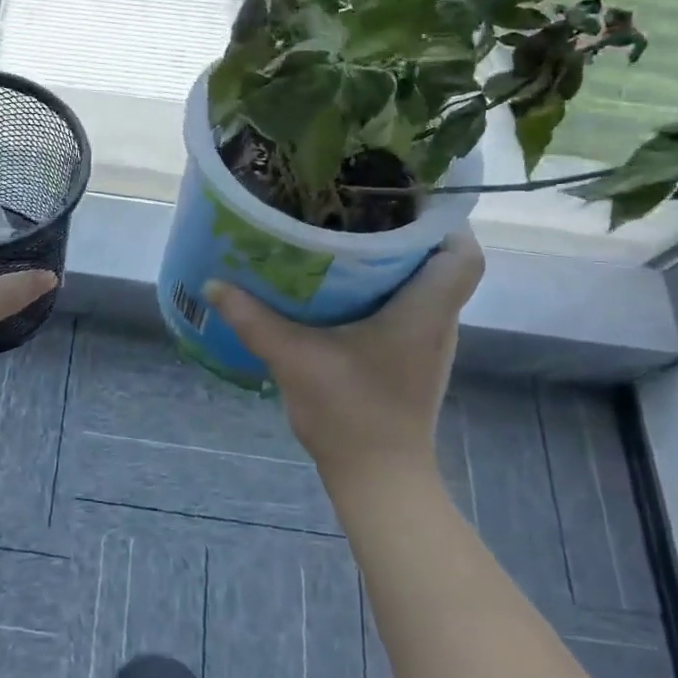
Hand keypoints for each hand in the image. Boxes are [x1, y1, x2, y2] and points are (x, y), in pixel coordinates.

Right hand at [202, 232, 483, 487]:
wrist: (379, 478)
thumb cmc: (350, 413)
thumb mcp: (294, 359)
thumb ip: (253, 320)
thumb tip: (214, 284)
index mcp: (424, 311)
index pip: (463, 254)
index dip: (442, 221)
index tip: (401, 199)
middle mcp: (437, 321)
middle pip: (440, 262)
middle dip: (403, 231)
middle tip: (355, 209)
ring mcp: (427, 343)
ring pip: (423, 285)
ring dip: (392, 261)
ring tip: (344, 238)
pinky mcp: (411, 359)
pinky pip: (407, 308)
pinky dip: (382, 290)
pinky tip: (340, 289)